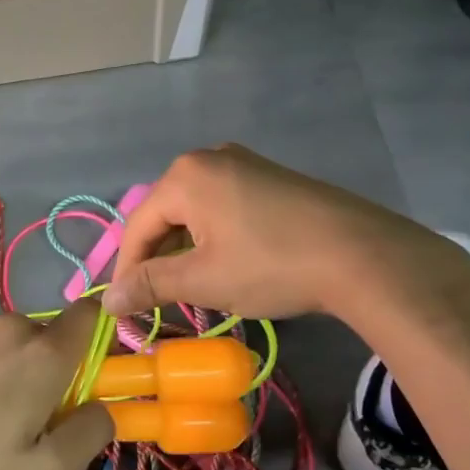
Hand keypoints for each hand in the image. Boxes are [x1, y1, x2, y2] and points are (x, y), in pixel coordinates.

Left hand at [0, 300, 113, 469]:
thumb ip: (92, 432)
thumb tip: (105, 407)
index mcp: (45, 354)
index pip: (89, 314)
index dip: (95, 336)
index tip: (87, 370)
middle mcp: (11, 326)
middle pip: (46, 334)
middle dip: (46, 364)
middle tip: (28, 409)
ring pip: (7, 338)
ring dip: (8, 362)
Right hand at [102, 145, 469, 321]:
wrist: (362, 255)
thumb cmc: (272, 265)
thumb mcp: (203, 280)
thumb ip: (150, 286)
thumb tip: (107, 301)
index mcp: (185, 176)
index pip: (137, 227)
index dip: (126, 271)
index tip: (123, 310)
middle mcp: (210, 158)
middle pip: (164, 216)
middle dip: (156, 261)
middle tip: (154, 302)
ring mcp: (245, 165)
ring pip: (194, 214)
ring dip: (184, 253)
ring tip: (188, 290)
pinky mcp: (271, 180)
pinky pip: (223, 209)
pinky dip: (212, 240)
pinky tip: (223, 267)